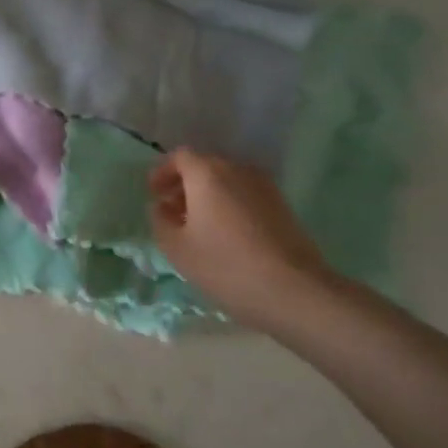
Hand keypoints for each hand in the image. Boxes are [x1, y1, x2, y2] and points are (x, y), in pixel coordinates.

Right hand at [148, 149, 333, 329]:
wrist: (294, 289)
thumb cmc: (225, 265)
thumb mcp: (176, 247)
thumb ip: (160, 220)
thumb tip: (161, 207)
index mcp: (208, 174)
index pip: (180, 157)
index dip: (162, 172)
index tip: (154, 194)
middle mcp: (237, 170)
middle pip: (204, 166)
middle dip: (184, 184)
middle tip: (171, 211)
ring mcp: (264, 186)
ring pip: (226, 181)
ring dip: (207, 195)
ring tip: (197, 225)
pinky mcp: (281, 205)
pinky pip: (244, 194)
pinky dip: (228, 204)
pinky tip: (224, 234)